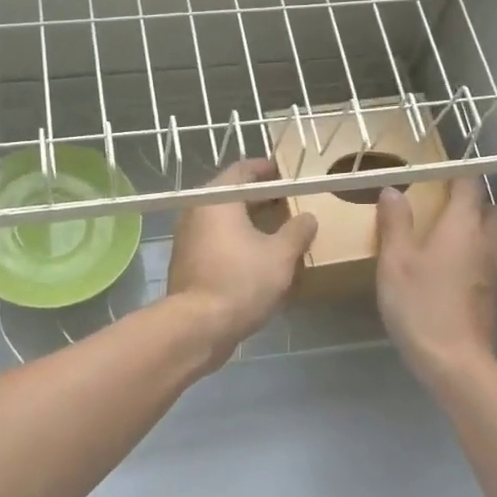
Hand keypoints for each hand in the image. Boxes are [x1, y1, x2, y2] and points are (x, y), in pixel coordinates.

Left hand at [167, 158, 318, 366]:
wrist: (198, 326)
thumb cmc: (241, 281)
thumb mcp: (281, 256)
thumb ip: (297, 231)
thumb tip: (308, 217)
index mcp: (216, 200)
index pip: (242, 170)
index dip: (266, 169)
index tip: (286, 172)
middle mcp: (197, 212)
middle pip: (232, 195)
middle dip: (261, 197)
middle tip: (290, 201)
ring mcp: (188, 238)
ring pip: (224, 220)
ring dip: (250, 221)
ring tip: (279, 229)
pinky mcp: (188, 262)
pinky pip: (217, 241)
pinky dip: (238, 241)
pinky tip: (259, 256)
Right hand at [374, 176, 496, 383]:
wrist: (454, 360)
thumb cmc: (420, 304)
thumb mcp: (395, 261)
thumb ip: (395, 223)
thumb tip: (393, 191)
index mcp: (463, 225)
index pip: (469, 185)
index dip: (455, 175)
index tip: (435, 174)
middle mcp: (486, 241)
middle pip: (492, 209)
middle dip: (474, 203)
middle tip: (443, 208)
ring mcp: (495, 270)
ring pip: (494, 236)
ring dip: (477, 230)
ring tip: (445, 238)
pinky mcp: (494, 294)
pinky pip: (490, 261)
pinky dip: (475, 256)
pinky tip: (451, 271)